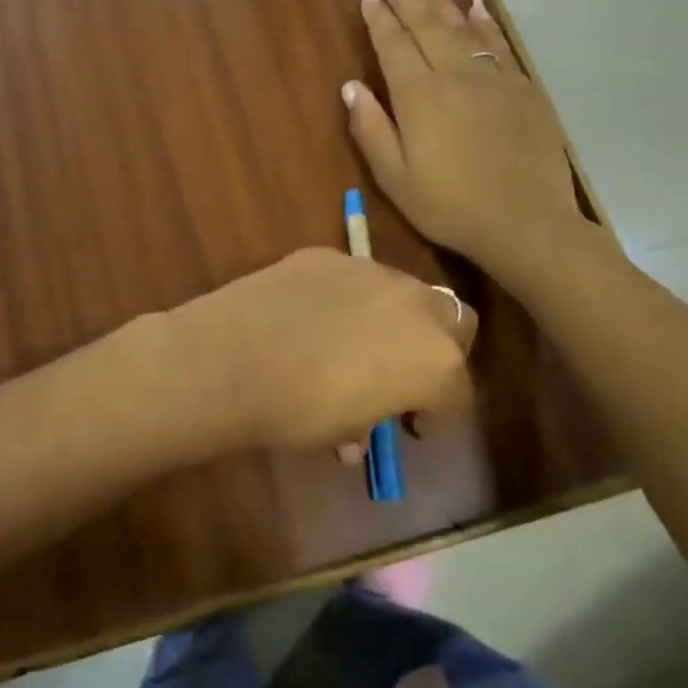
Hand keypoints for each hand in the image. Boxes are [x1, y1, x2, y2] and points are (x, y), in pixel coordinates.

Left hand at [165, 247, 475, 456]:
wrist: (229, 361)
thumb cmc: (297, 412)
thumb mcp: (345, 430)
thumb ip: (367, 422)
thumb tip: (355, 432)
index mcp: (435, 360)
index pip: (458, 391)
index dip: (439, 412)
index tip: (412, 423)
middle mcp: (416, 306)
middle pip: (454, 322)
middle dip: (438, 348)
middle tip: (403, 374)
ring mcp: (370, 271)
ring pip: (404, 292)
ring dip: (394, 318)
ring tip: (354, 343)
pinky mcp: (327, 255)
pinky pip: (352, 278)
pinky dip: (346, 298)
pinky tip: (310, 317)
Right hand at [343, 0, 583, 278]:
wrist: (525, 221)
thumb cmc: (450, 206)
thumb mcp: (395, 179)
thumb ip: (372, 130)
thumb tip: (351, 87)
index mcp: (419, 97)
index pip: (394, 46)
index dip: (380, 19)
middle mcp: (455, 74)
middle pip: (427, 26)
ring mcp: (494, 78)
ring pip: (462, 27)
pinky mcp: (524, 88)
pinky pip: (499, 43)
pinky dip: (484, 21)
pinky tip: (476, 7)